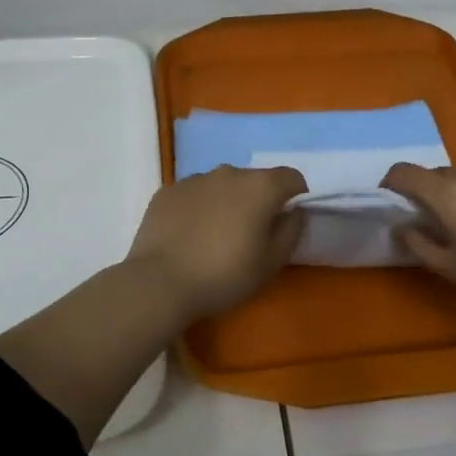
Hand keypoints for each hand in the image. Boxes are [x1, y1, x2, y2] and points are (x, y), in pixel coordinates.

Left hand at [124, 166, 306, 320]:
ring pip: (221, 185)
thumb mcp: (271, 263)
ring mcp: (194, 179)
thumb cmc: (225, 275)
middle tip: (250, 234)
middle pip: (254, 180)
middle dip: (258, 200)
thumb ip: (291, 231)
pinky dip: (197, 208)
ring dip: (226, 202)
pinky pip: (193, 194)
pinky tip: (188, 236)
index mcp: (259, 186)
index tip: (287, 221)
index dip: (296, 196)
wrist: (160, 283)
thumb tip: (293, 212)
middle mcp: (228, 173)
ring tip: (215, 236)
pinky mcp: (167, 191)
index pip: (291, 177)